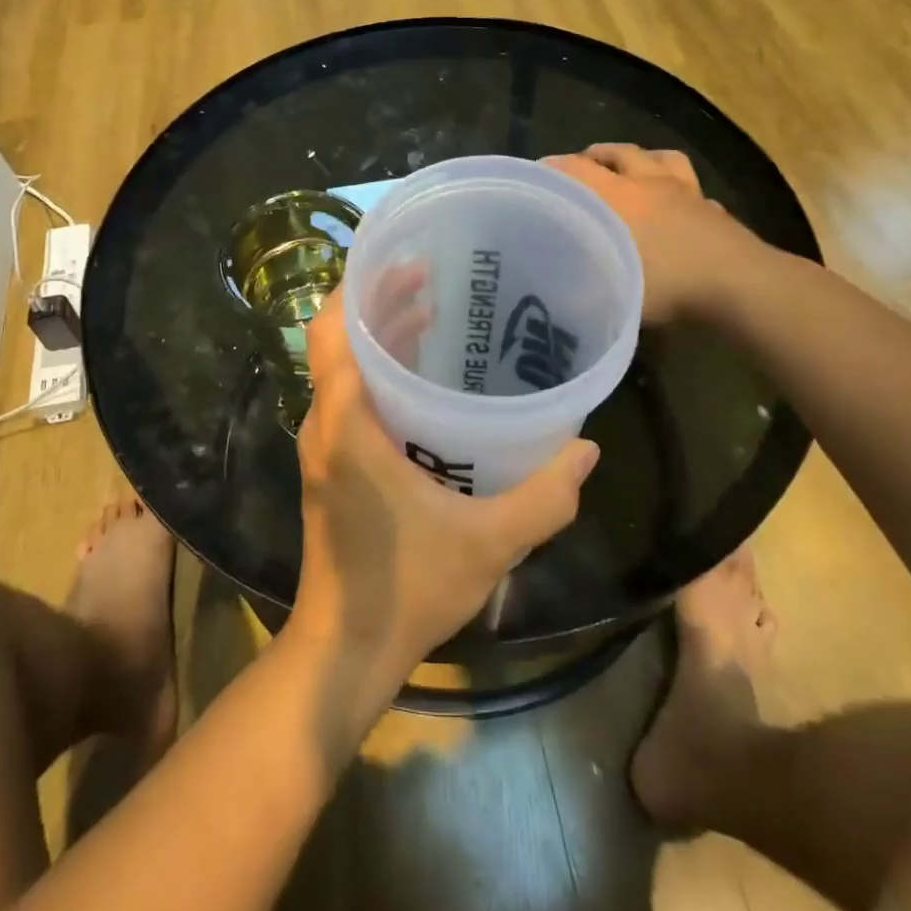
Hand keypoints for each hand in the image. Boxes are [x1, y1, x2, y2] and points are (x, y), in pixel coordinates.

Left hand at [288, 289, 598, 700]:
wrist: (346, 650)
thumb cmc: (406, 589)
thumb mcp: (488, 543)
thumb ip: (543, 498)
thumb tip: (586, 450)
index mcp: (345, 426)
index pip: (333, 332)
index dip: (358, 287)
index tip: (400, 260)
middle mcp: (323, 425)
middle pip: (337, 341)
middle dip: (376, 302)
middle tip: (428, 276)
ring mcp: (324, 446)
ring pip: (341, 369)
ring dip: (378, 337)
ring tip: (430, 310)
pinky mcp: (332, 466)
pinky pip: (348, 397)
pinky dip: (378, 372)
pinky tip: (423, 376)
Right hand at [543, 144, 761, 323]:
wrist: (739, 285)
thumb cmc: (669, 285)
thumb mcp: (613, 295)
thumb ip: (582, 289)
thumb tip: (560, 294)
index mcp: (620, 197)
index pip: (576, 170)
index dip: (553, 168)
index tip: (536, 174)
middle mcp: (650, 184)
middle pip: (620, 153)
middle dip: (595, 155)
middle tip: (580, 167)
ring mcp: (688, 193)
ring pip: (661, 158)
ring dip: (641, 159)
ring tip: (628, 170)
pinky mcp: (715, 209)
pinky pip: (694, 189)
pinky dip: (680, 192)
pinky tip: (678, 206)